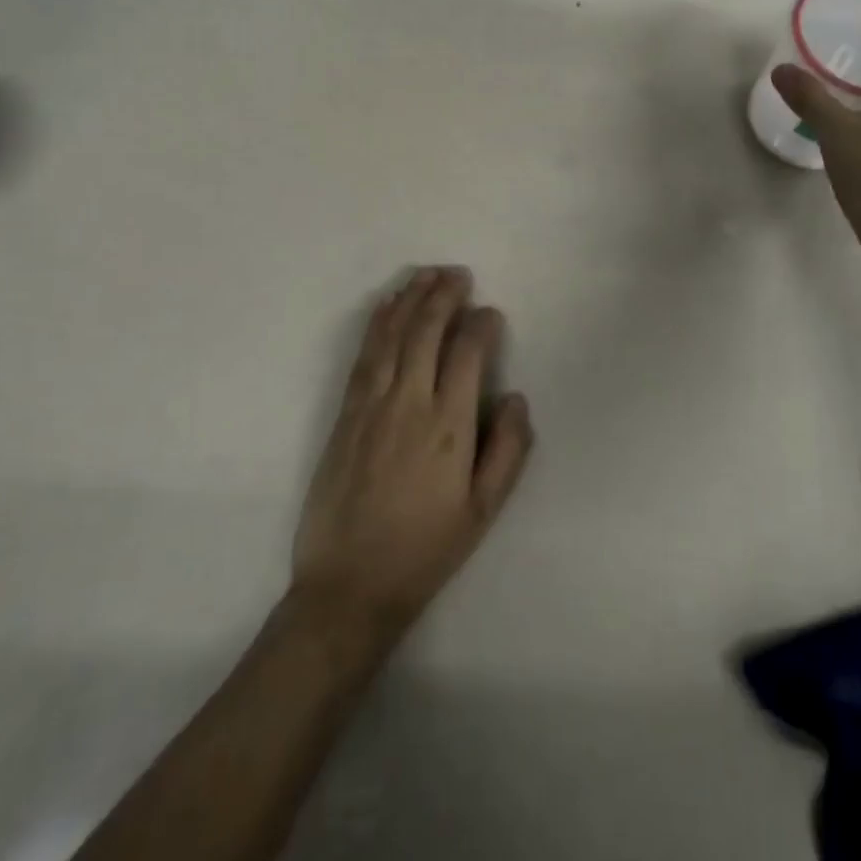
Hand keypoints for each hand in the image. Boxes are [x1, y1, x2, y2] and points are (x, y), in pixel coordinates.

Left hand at [291, 267, 534, 644]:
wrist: (349, 586)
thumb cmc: (425, 548)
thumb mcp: (484, 510)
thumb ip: (508, 450)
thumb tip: (515, 397)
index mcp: (448, 426)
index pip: (467, 353)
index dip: (482, 324)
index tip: (491, 313)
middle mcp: (408, 403)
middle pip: (426, 331)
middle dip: (444, 295)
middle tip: (459, 274)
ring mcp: (371, 405)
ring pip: (391, 335)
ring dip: (410, 298)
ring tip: (426, 274)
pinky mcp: (344, 414)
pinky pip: (364, 355)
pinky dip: (377, 323)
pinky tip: (386, 306)